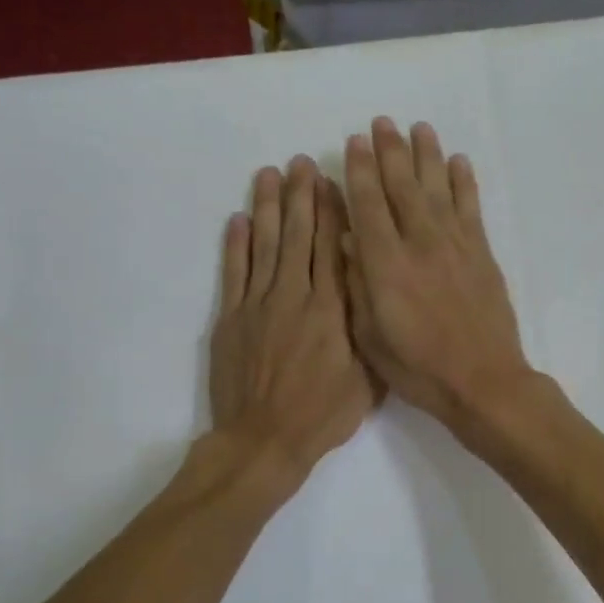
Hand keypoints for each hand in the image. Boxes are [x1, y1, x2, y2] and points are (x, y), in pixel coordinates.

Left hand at [210, 156, 375, 478]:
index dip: (333, 212)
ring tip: (270, 174)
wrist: (265, 440)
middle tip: (301, 162)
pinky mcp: (231, 319)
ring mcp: (258, 305)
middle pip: (298, 236)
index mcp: (331, 310)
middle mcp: (294, 297)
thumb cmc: (324, 414)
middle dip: (301, 197)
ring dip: (267, 207)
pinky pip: (234, 273)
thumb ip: (368, 330)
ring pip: (264, 246)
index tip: (333, 181)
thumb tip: (371, 290)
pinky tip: (239, 219)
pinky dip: (235, 244)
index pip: (332, 249)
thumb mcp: (367, 378)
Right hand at [341, 117, 534, 434]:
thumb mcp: (370, 336)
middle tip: (382, 123)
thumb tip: (349, 240)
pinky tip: (459, 162)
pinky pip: (471, 207)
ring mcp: (455, 245)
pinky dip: (464, 182)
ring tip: (419, 128)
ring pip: (437, 188)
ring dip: (427, 155)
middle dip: (390, 151)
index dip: (359, 171)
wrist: (483, 381)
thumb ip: (357, 284)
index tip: (354, 142)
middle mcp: (419, 244)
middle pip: (402, 186)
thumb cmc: (419, 368)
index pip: (367, 205)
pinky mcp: (482, 253)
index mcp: (385, 265)